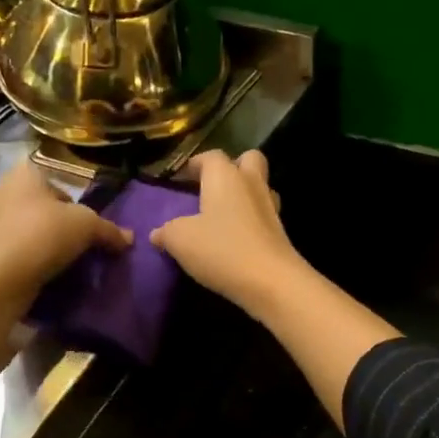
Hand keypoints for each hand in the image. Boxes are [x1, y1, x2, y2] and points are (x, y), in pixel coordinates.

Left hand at [0, 161, 130, 307]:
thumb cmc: (43, 235)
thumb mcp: (87, 226)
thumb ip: (109, 230)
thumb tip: (129, 239)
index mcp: (24, 174)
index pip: (55, 179)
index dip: (74, 201)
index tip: (86, 223)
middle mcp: (1, 191)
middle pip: (41, 205)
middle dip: (60, 223)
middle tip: (80, 243)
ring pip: (27, 229)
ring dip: (45, 243)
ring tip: (65, 262)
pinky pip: (15, 250)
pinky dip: (30, 260)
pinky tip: (45, 274)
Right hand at [151, 150, 303, 315]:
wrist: (271, 281)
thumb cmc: (221, 249)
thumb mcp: (180, 240)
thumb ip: (166, 231)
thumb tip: (157, 233)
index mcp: (225, 176)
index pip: (211, 156)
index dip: (194, 164)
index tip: (180, 179)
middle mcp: (251, 183)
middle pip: (247, 160)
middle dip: (231, 167)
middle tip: (210, 187)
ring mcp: (270, 206)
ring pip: (259, 187)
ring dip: (244, 194)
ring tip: (223, 214)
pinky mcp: (280, 231)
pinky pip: (263, 214)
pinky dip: (250, 219)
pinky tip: (235, 237)